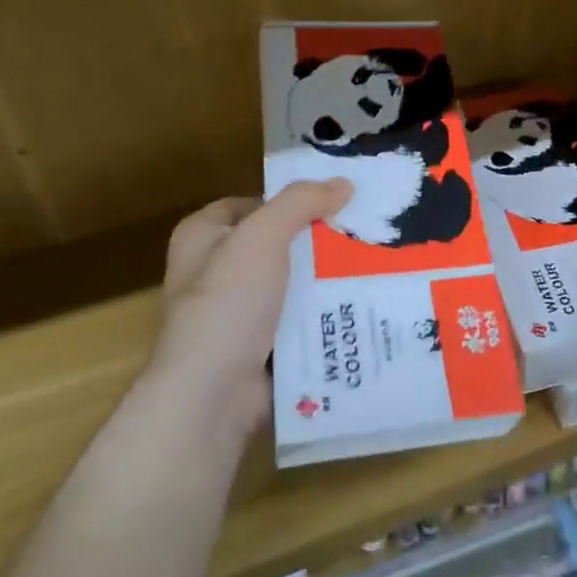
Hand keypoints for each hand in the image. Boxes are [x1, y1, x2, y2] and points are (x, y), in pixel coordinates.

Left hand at [146, 180, 352, 444]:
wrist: (212, 394)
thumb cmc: (227, 303)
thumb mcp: (262, 236)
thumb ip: (301, 202)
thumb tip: (343, 183)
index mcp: (202, 237)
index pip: (251, 203)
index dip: (288, 200)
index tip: (334, 201)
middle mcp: (214, 271)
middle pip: (276, 243)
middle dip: (316, 240)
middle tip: (364, 233)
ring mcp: (236, 313)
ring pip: (291, 284)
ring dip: (325, 280)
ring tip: (374, 266)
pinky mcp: (258, 347)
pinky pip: (297, 321)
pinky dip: (323, 316)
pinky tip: (360, 306)